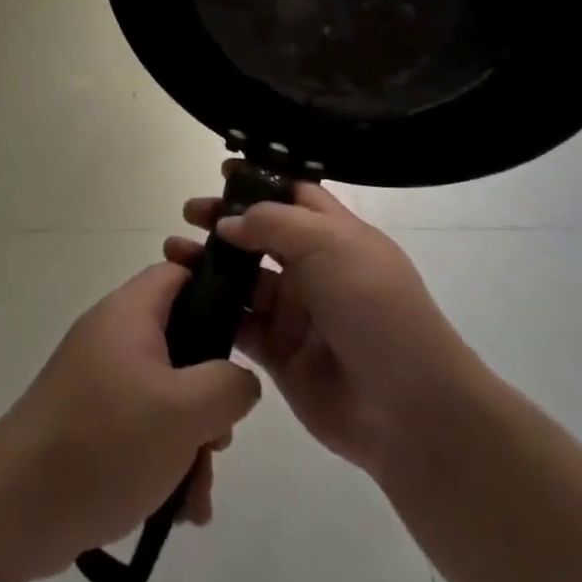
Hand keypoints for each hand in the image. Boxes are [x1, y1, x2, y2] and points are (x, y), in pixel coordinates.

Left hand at [0, 261, 261, 581]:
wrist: (17, 507)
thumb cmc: (107, 441)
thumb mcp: (184, 412)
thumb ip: (228, 386)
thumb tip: (240, 379)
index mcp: (129, 313)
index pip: (178, 274)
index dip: (216, 291)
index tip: (246, 332)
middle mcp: (112, 336)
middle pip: (180, 342)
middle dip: (209, 396)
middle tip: (218, 438)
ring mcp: (98, 380)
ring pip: (165, 395)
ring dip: (190, 442)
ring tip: (197, 494)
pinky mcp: (89, 421)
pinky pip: (140, 427)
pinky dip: (163, 461)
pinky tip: (176, 510)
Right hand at [165, 166, 485, 480]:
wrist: (408, 408)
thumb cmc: (374, 307)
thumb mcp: (329, 245)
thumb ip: (273, 223)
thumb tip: (229, 222)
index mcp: (335, 235)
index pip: (294, 195)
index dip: (260, 182)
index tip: (223, 172)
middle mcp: (313, 269)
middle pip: (261, 235)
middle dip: (225, 221)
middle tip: (189, 213)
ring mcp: (295, 313)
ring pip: (243, 279)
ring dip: (209, 264)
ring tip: (174, 254)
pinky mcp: (279, 354)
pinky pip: (239, 324)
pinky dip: (213, 310)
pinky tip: (184, 297)